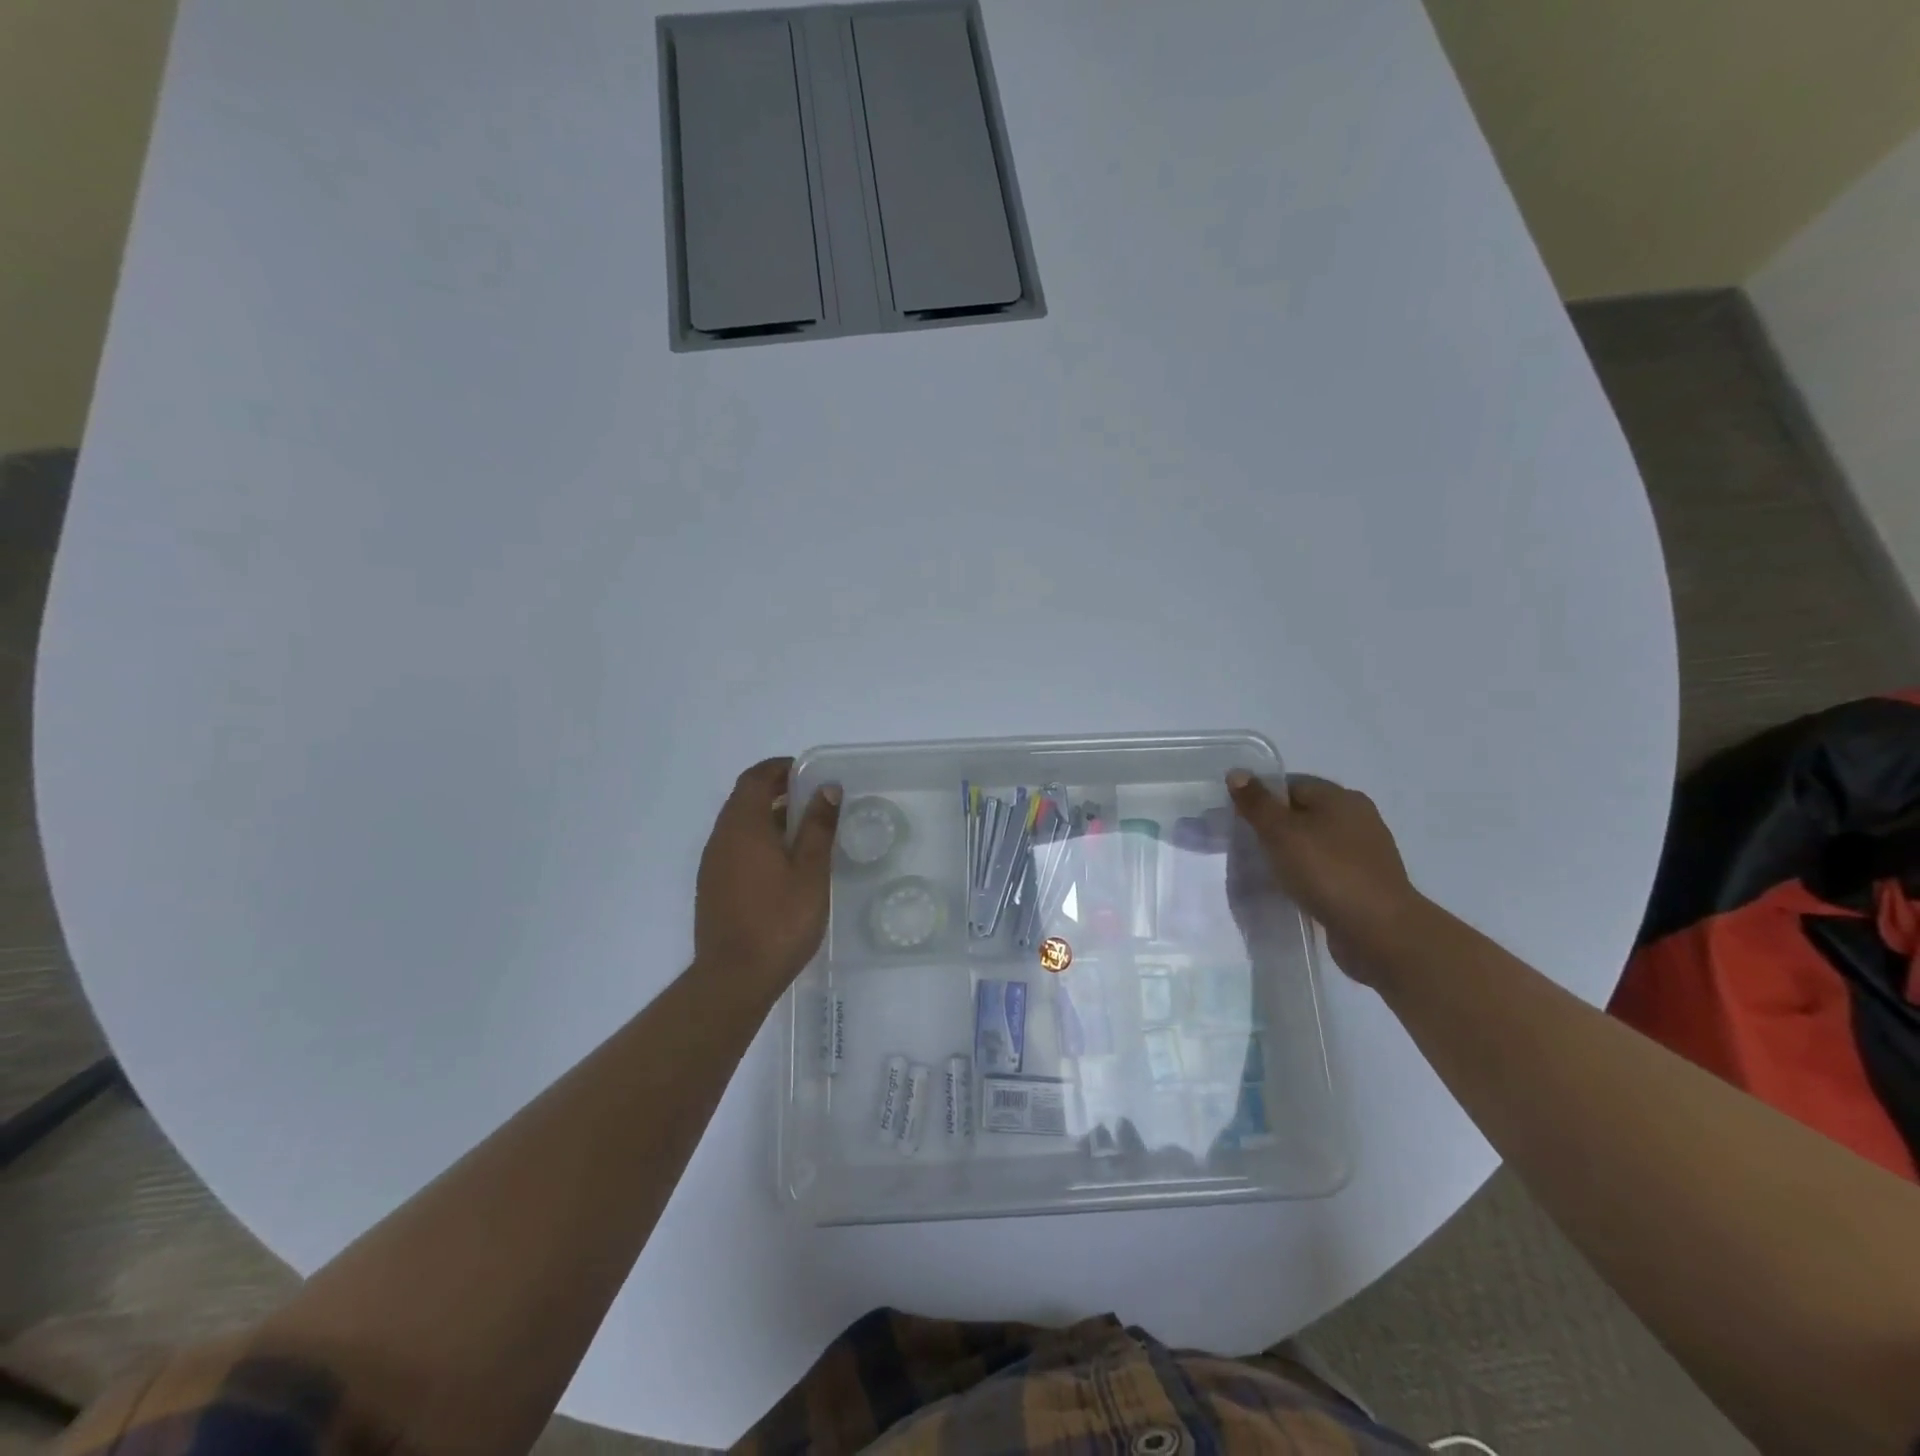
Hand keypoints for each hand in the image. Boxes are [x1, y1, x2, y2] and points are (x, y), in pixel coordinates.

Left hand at [694, 758, 841, 996]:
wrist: (734, 978)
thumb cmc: (779, 920)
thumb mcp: (809, 871)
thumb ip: (818, 827)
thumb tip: (826, 789)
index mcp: (743, 827)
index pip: (755, 779)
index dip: (780, 769)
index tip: (808, 773)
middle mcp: (721, 838)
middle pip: (744, 799)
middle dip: (776, 792)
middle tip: (813, 801)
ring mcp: (713, 864)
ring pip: (739, 825)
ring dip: (768, 817)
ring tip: (804, 833)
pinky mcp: (713, 887)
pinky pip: (735, 848)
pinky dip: (758, 841)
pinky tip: (783, 865)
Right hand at [1226, 770, 1426, 982]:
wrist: (1379, 931)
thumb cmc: (1327, 872)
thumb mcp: (1281, 832)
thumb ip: (1257, 803)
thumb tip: (1237, 773)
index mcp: (1341, 798)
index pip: (1291, 785)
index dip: (1262, 797)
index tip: (1238, 819)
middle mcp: (1358, 818)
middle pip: (1304, 813)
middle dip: (1274, 827)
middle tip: (1246, 844)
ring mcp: (1365, 853)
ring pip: (1315, 843)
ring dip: (1290, 854)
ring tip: (1265, 870)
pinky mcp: (1365, 883)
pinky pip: (1326, 870)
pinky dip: (1307, 876)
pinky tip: (1291, 890)